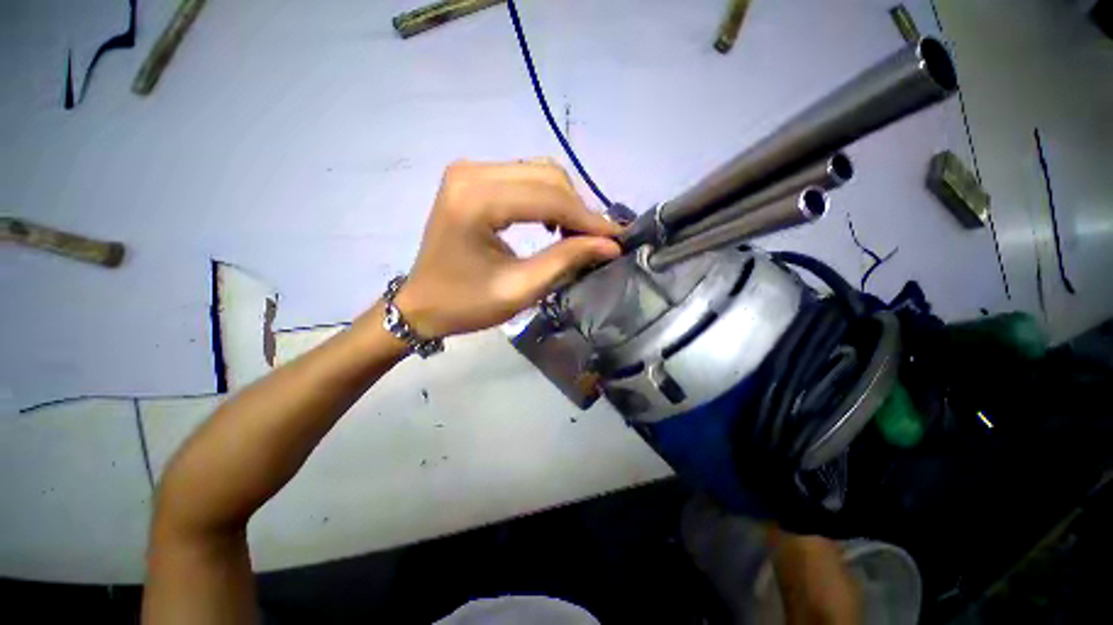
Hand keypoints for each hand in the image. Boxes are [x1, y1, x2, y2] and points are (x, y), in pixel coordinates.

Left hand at [394, 159, 621, 337]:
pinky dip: (547, 198)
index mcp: (476, 200)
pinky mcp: (472, 179)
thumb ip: (565, 261)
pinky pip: (524, 178)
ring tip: (578, 234)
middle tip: (597, 240)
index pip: (548, 198)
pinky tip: (553, 223)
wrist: (421, 304)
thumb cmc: (465, 304)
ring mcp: (469, 171)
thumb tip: (609, 245)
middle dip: (579, 208)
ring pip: (538, 172)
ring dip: (566, 202)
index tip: (617, 237)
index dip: (587, 219)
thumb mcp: (519, 289)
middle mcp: (471, 172)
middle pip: (546, 176)